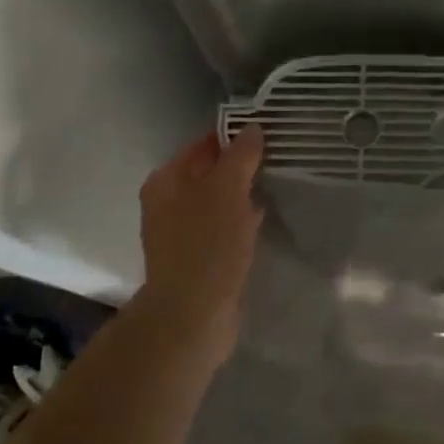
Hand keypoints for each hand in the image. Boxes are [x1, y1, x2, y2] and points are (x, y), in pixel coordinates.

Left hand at [134, 126, 265, 350]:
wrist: (192, 315)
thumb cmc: (207, 244)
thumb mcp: (228, 189)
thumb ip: (241, 156)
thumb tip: (252, 128)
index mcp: (166, 180)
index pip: (203, 144)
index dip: (234, 138)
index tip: (267, 136)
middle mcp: (167, 203)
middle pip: (209, 173)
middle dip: (240, 168)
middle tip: (277, 160)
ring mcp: (180, 233)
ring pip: (217, 202)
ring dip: (242, 196)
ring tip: (274, 187)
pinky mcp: (196, 259)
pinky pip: (222, 229)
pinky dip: (240, 223)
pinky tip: (261, 221)